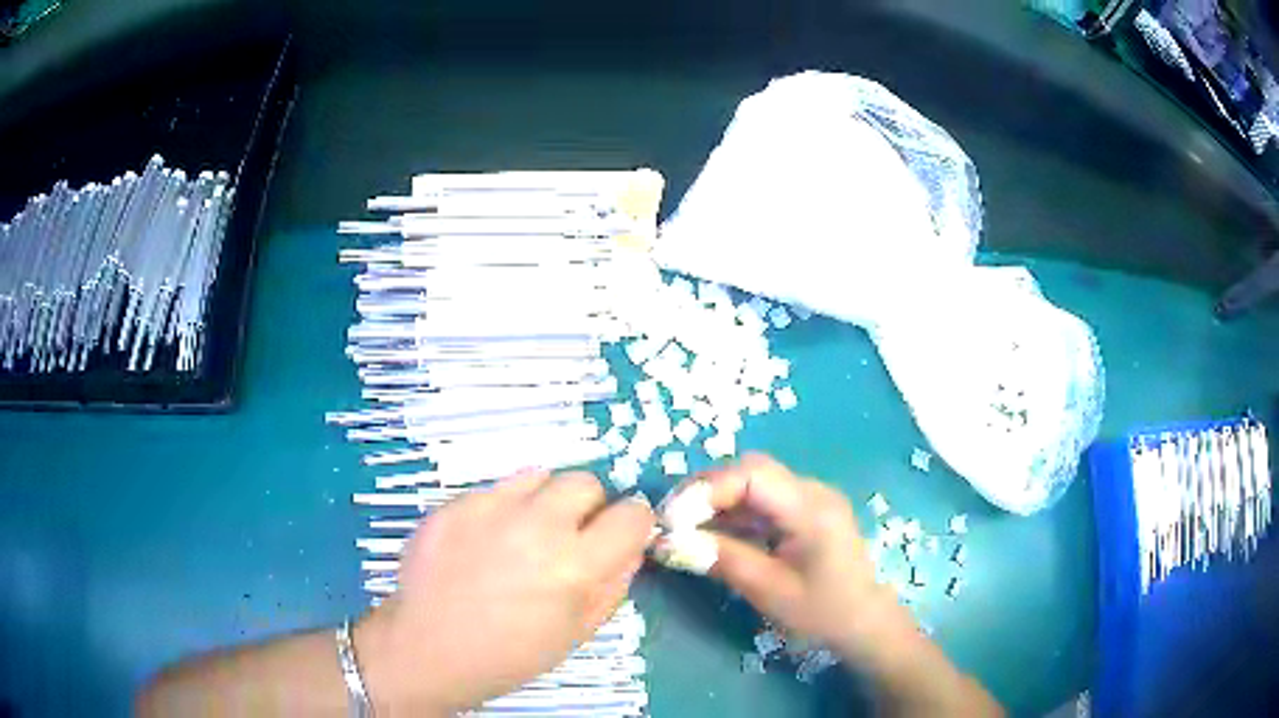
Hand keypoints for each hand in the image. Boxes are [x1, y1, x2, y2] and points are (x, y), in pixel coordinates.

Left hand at [355, 471, 654, 715]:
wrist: (429, 647)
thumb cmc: (511, 654)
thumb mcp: (578, 632)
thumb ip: (614, 584)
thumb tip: (631, 545)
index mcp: (575, 566)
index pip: (632, 514)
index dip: (632, 524)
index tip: (619, 536)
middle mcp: (536, 527)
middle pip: (585, 483)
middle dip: (587, 507)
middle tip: (567, 537)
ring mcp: (489, 509)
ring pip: (539, 476)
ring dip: (543, 501)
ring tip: (522, 535)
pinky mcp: (455, 503)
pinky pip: (495, 489)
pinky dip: (501, 509)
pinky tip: (483, 542)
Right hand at [659, 454, 912, 665]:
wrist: (865, 622)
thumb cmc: (823, 612)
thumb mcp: (768, 590)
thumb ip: (720, 559)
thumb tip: (666, 543)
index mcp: (811, 507)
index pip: (752, 474)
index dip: (707, 489)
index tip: (672, 518)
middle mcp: (812, 491)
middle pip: (750, 470)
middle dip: (706, 491)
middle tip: (672, 521)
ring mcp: (809, 498)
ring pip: (752, 483)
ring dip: (716, 502)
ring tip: (683, 529)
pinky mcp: (803, 511)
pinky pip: (761, 500)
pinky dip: (732, 513)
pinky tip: (711, 534)